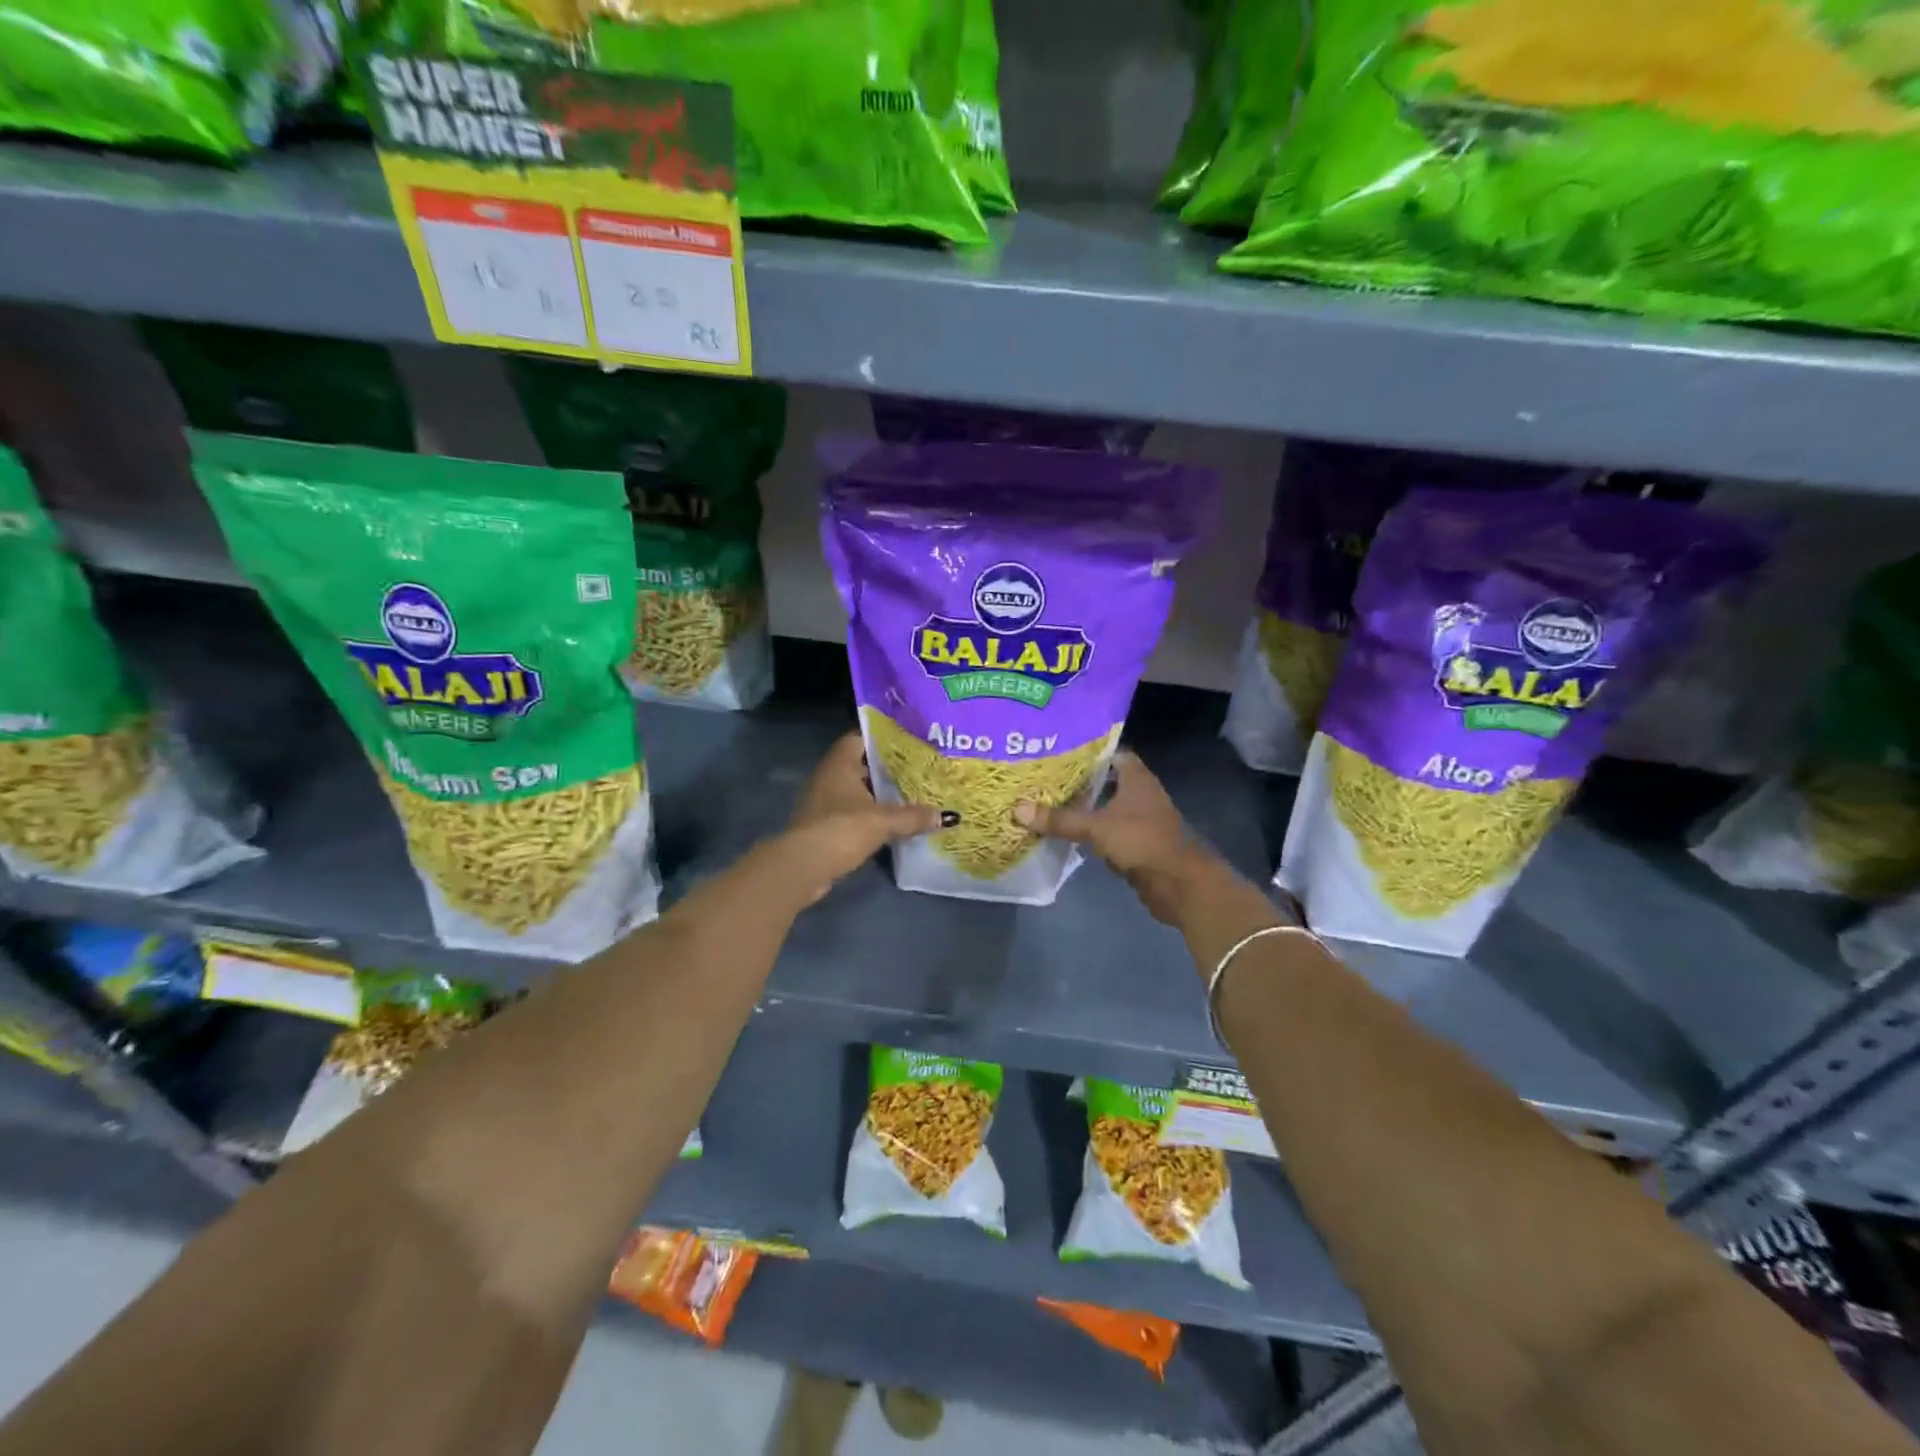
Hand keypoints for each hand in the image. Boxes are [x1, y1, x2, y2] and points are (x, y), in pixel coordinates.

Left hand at [781, 731, 941, 902]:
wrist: (804, 867)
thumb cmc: (842, 829)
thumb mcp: (883, 820)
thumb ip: (914, 816)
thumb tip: (947, 816)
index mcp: (839, 764)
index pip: (859, 738)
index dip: (881, 739)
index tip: (907, 743)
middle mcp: (827, 777)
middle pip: (859, 766)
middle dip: (885, 770)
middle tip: (917, 771)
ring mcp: (822, 803)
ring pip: (855, 792)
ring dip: (878, 796)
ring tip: (910, 797)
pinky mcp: (822, 827)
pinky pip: (851, 814)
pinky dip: (869, 817)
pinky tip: (891, 825)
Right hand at [1014, 752, 1214, 925]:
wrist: (1179, 883)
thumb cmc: (1141, 841)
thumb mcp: (1096, 827)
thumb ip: (1059, 819)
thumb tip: (1018, 809)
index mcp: (1136, 778)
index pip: (1111, 753)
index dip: (1088, 751)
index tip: (1059, 752)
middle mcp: (1141, 794)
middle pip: (1107, 780)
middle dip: (1079, 780)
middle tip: (1045, 778)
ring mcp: (1141, 820)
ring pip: (1107, 807)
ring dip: (1084, 807)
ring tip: (1049, 802)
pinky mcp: (1137, 844)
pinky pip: (1108, 831)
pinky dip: (1091, 831)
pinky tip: (1067, 832)